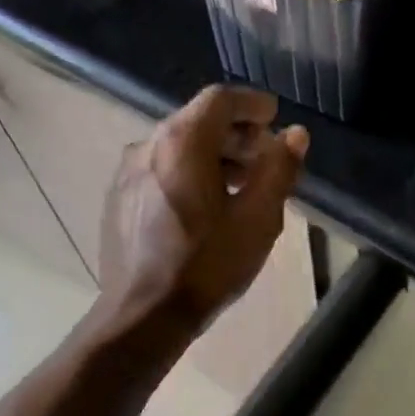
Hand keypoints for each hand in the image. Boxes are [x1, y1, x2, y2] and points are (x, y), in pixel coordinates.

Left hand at [97, 85, 308, 339]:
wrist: (143, 315)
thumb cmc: (207, 265)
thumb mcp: (258, 220)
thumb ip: (279, 170)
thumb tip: (295, 135)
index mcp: (183, 143)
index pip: (220, 100)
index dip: (252, 104)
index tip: (275, 117)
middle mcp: (148, 146)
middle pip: (197, 121)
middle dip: (236, 133)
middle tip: (266, 157)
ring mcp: (127, 173)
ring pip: (177, 147)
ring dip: (214, 156)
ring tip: (242, 185)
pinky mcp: (118, 199)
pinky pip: (160, 170)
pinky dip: (189, 173)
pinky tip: (206, 207)